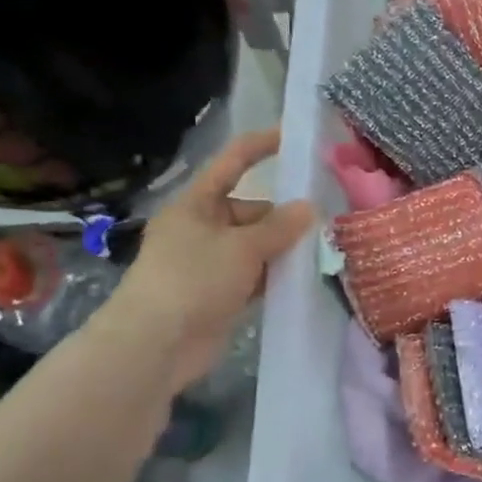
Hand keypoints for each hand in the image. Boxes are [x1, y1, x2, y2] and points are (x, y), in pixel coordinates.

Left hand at [96, 127, 315, 393]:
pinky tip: (303, 280)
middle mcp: (202, 228)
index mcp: (197, 204)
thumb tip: (309, 207)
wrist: (155, 344)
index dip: (261, 147)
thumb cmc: (193, 280)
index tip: (293, 138)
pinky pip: (255, 276)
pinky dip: (275, 277)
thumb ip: (279, 227)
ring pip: (256, 246)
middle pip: (252, 211)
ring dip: (283, 250)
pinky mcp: (219, 294)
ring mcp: (210, 263)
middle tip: (325, 224)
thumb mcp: (242, 247)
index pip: (232, 163)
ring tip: (323, 251)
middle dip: (285, 217)